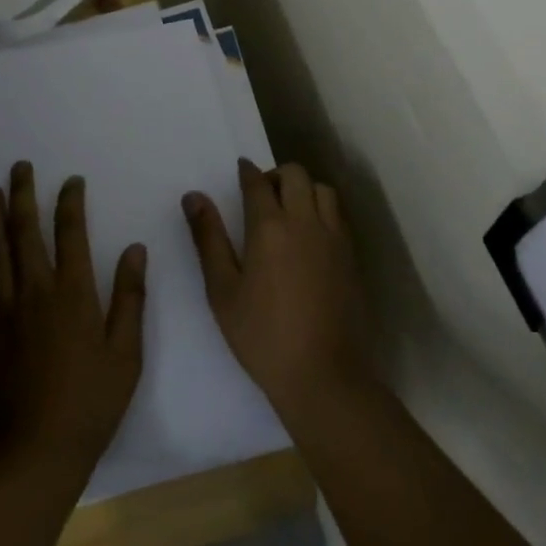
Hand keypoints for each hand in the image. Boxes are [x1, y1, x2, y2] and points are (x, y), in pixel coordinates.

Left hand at [0, 162, 147, 473]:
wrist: (35, 455)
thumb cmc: (89, 405)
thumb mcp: (126, 355)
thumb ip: (131, 298)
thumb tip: (135, 249)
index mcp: (73, 293)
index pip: (71, 232)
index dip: (71, 201)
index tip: (71, 181)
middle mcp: (34, 291)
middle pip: (25, 231)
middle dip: (22, 194)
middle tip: (19, 167)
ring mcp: (3, 311)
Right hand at [183, 159, 371, 423]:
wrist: (325, 377)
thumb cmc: (263, 336)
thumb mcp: (222, 290)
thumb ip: (208, 238)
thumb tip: (194, 196)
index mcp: (270, 227)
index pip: (257, 182)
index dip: (247, 171)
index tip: (241, 169)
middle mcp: (305, 222)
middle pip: (295, 175)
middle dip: (276, 175)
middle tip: (262, 195)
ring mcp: (334, 239)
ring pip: (323, 190)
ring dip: (304, 189)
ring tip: (290, 211)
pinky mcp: (352, 258)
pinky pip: (338, 216)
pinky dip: (323, 210)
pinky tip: (311, 236)